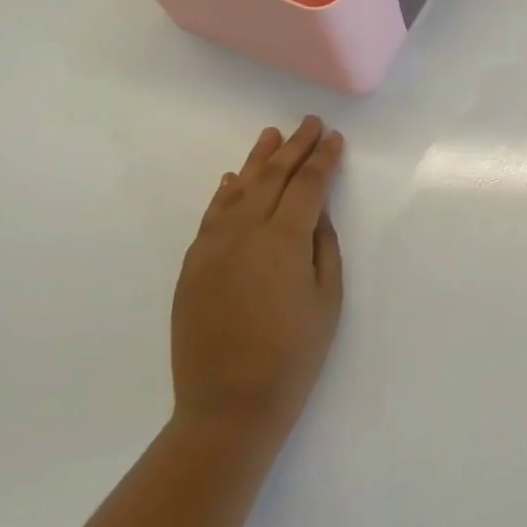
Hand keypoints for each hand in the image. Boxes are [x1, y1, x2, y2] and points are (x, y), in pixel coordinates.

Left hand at [171, 117, 344, 447]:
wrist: (229, 404)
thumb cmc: (294, 353)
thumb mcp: (327, 297)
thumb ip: (323, 246)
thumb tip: (317, 211)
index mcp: (284, 239)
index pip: (308, 184)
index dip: (323, 158)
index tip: (334, 137)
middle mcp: (245, 232)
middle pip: (272, 177)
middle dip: (294, 147)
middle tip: (308, 122)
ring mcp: (212, 247)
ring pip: (237, 190)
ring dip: (257, 160)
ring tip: (271, 136)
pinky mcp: (193, 266)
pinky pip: (211, 216)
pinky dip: (224, 193)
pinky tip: (234, 178)